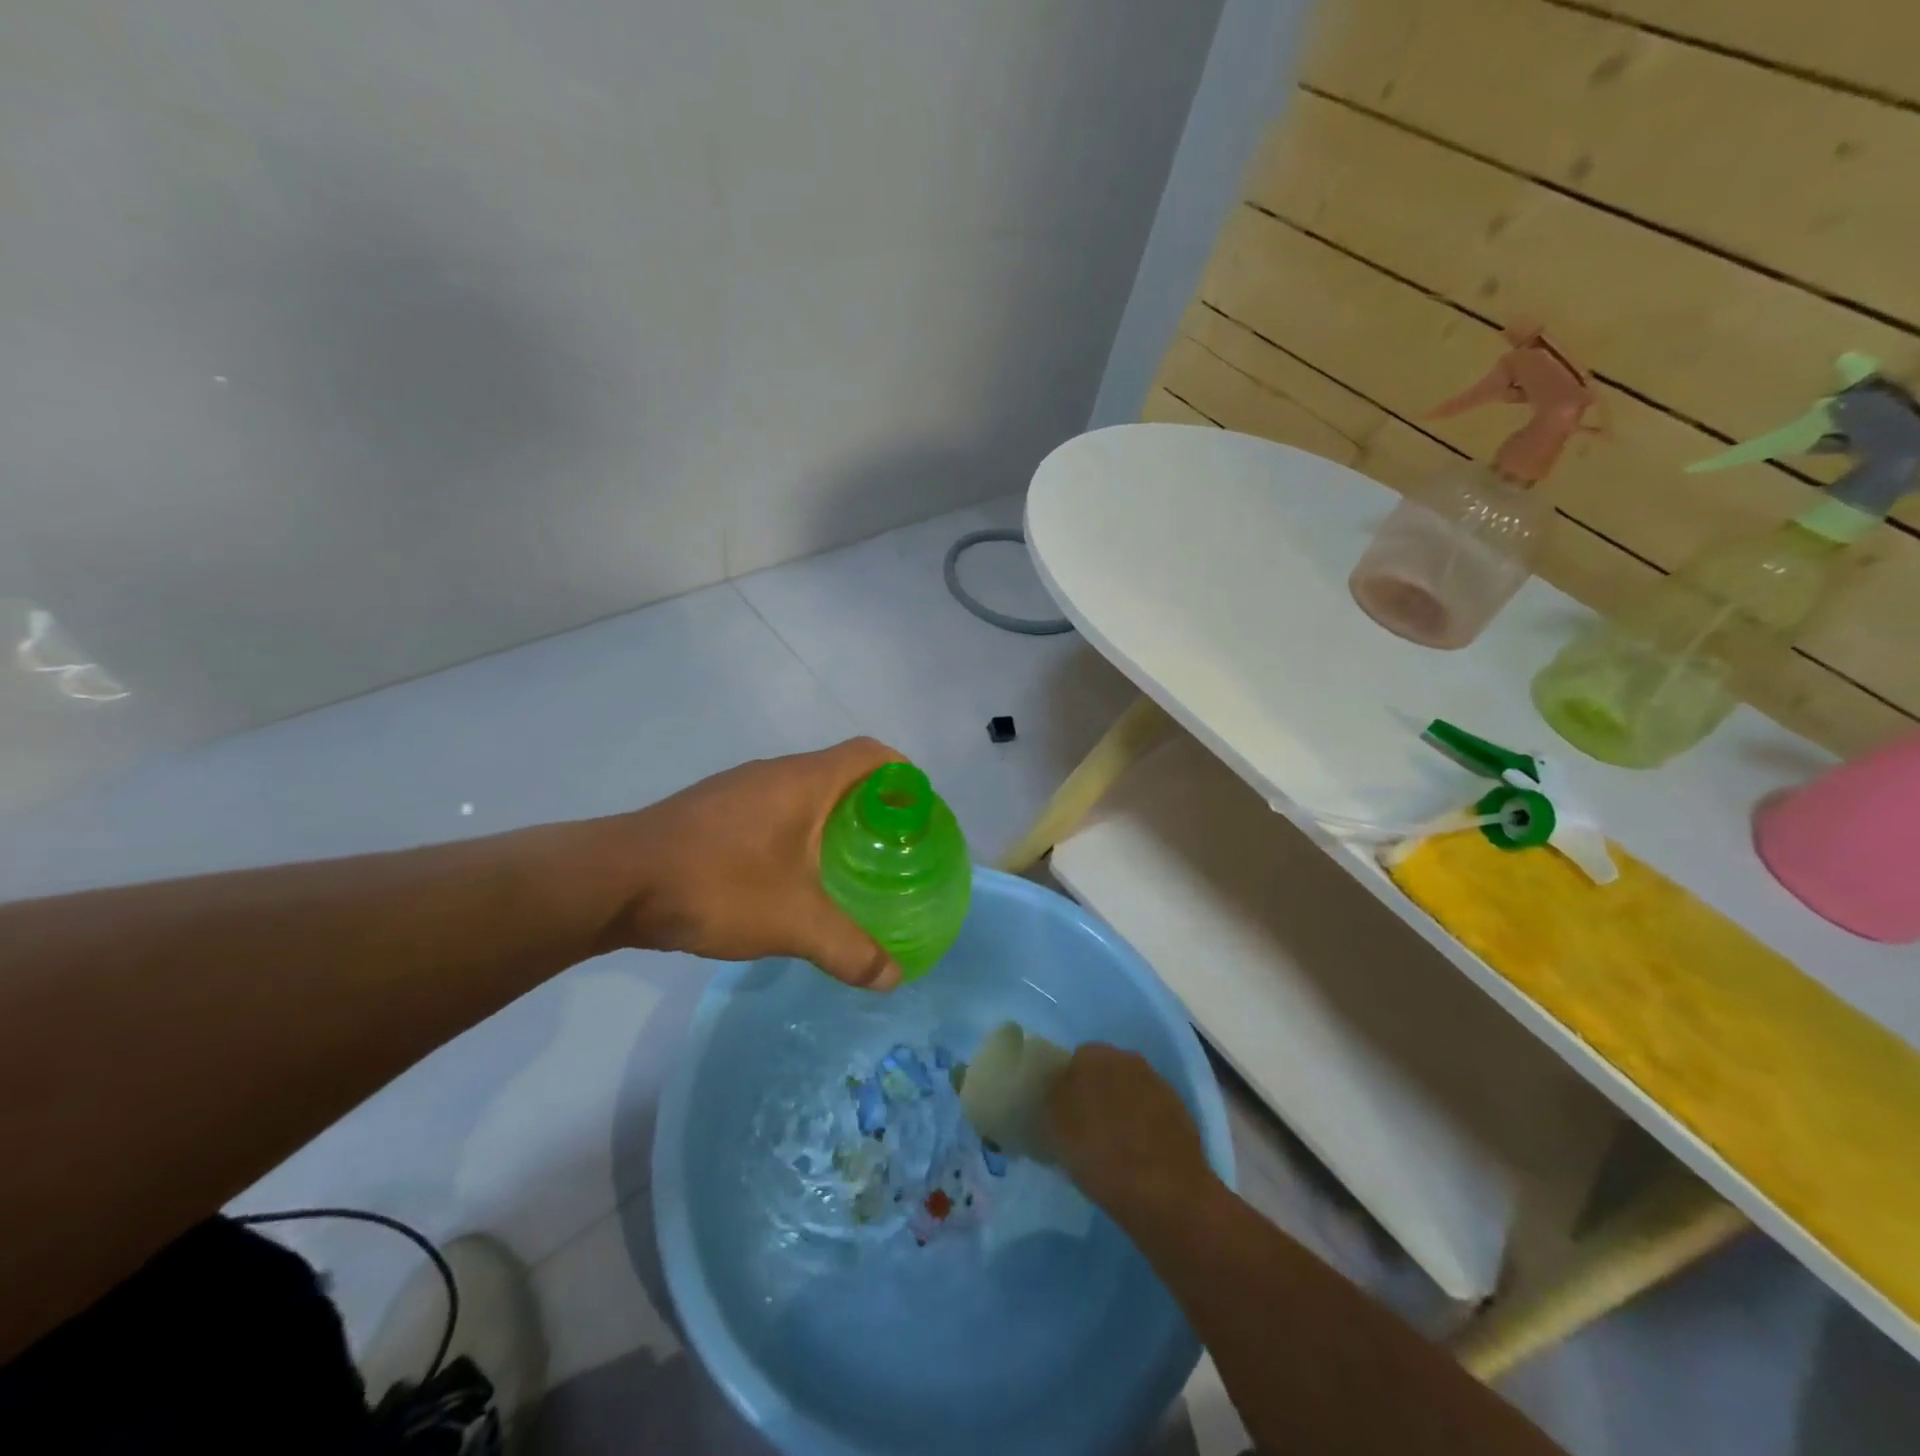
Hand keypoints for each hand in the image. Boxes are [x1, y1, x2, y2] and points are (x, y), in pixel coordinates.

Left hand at [610, 737, 905, 989]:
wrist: (614, 882)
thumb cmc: (717, 885)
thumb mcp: (792, 922)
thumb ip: (848, 949)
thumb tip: (893, 978)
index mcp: (805, 781)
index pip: (872, 754)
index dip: (903, 775)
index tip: (919, 814)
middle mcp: (775, 774)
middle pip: (842, 773)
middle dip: (873, 806)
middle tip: (892, 850)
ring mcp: (740, 791)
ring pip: (805, 794)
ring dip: (833, 821)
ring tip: (849, 867)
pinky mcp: (714, 813)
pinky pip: (774, 811)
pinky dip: (798, 833)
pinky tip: (792, 878)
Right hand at [1047, 1044, 1212, 1212]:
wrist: (1166, 1191)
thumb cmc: (1100, 1157)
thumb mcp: (1056, 1132)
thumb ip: (1053, 1102)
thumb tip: (1057, 1092)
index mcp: (1091, 1057)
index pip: (1073, 1061)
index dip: (1067, 1087)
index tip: (1064, 1114)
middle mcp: (1126, 1058)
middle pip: (1104, 1071)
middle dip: (1096, 1092)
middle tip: (1087, 1126)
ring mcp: (1156, 1082)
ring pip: (1129, 1089)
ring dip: (1122, 1106)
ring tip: (1115, 1142)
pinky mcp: (1179, 1108)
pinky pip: (1151, 1109)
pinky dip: (1144, 1122)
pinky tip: (1140, 1150)